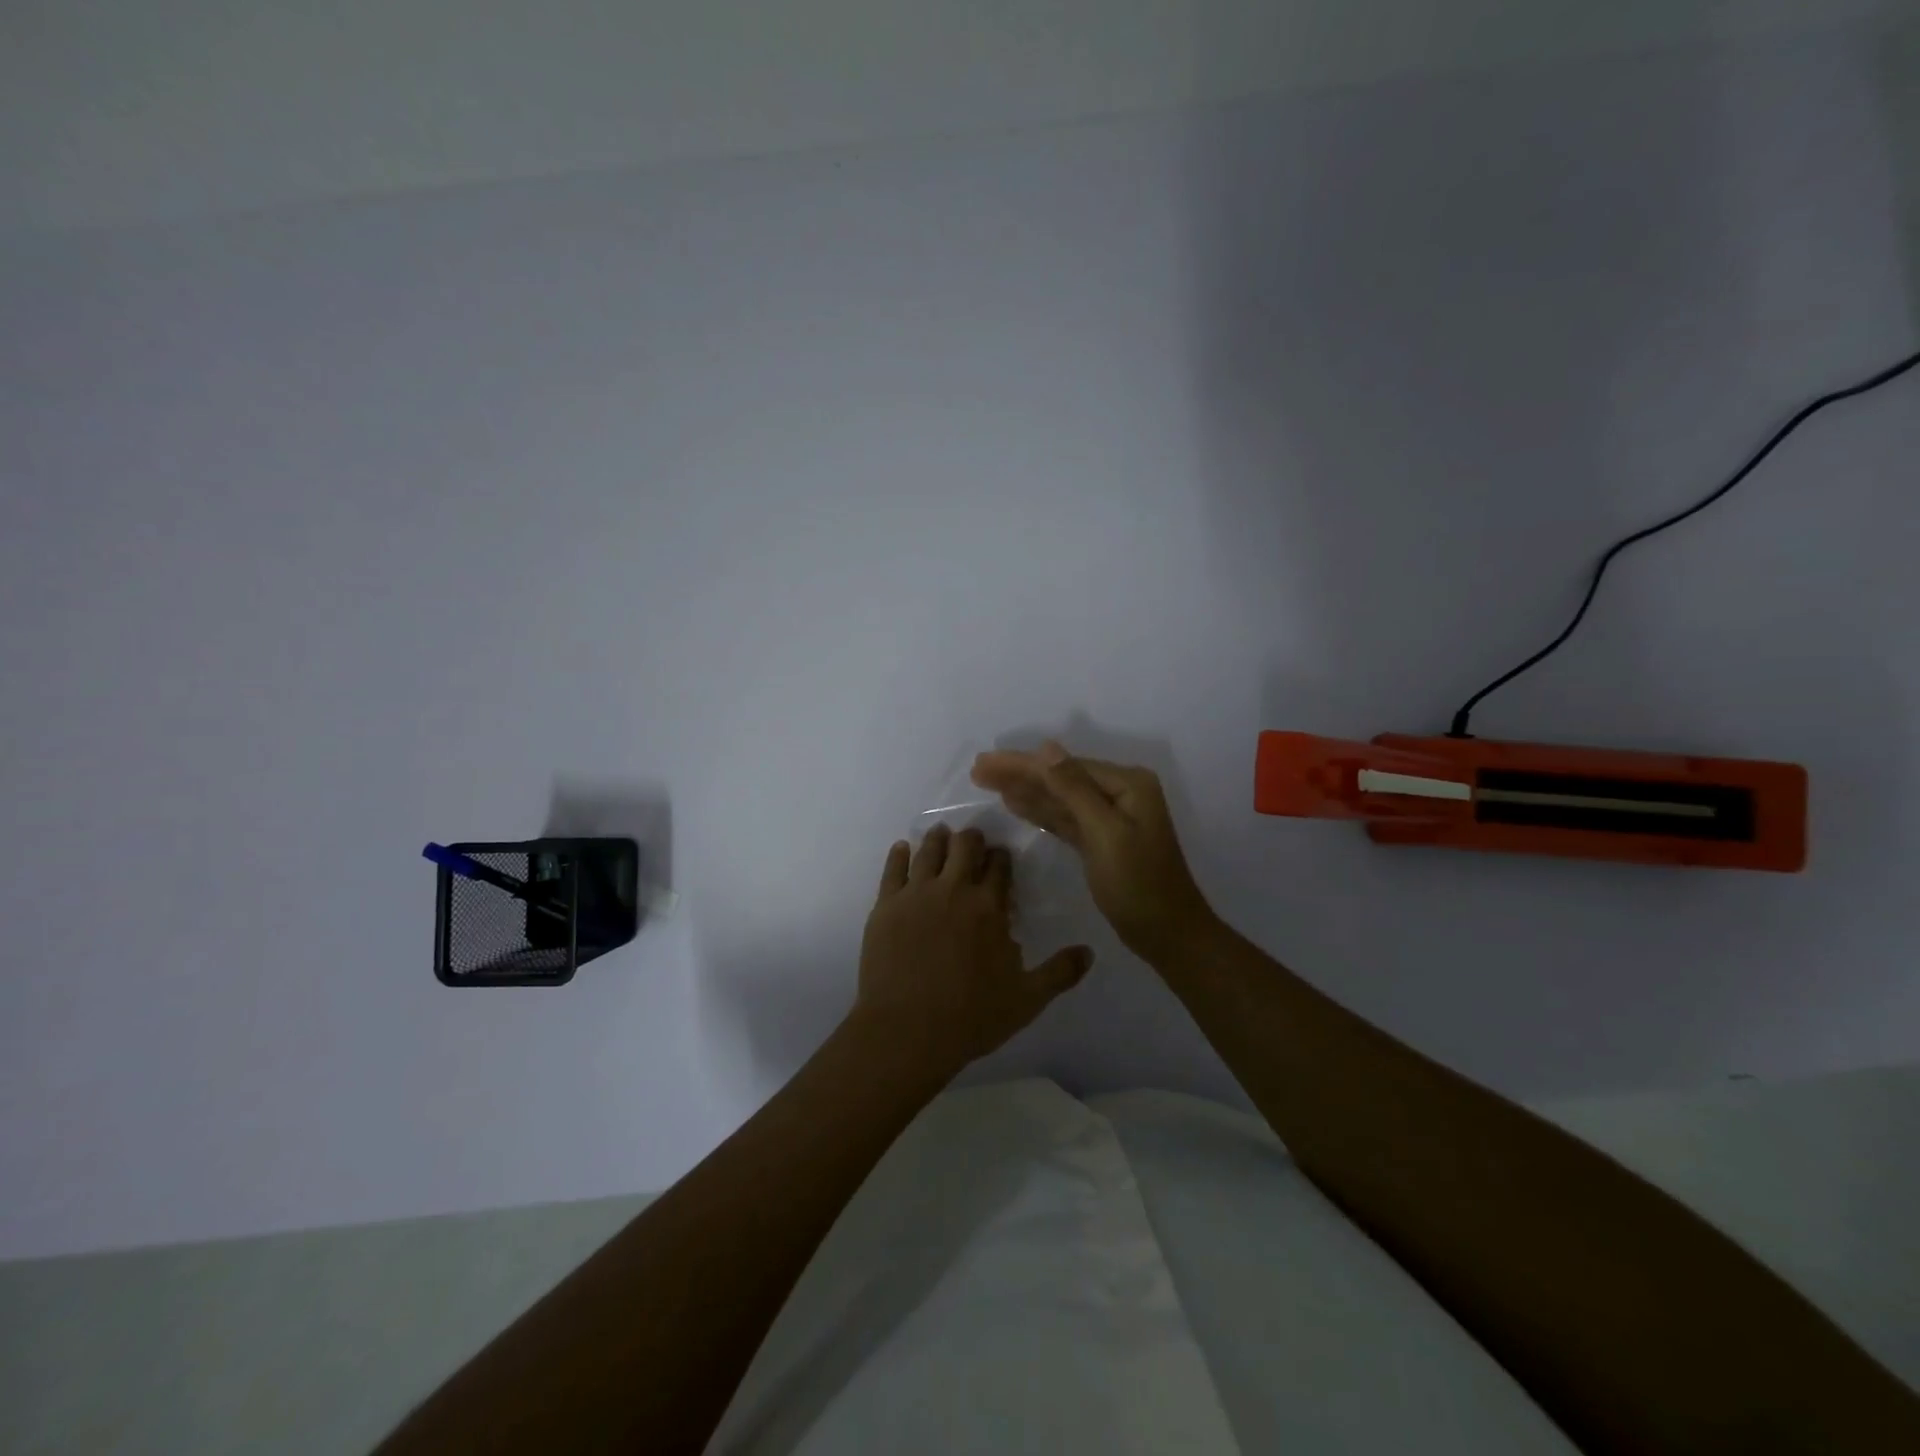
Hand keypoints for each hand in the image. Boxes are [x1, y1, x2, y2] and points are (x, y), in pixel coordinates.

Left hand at [854, 825, 1093, 1069]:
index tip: (1001, 856)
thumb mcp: (1026, 1000)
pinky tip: (903, 848)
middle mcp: (953, 890)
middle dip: (971, 840)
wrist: (906, 1031)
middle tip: (972, 842)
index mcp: (988, 907)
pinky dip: (899, 854)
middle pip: (964, 846)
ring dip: (938, 839)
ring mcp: (916, 894)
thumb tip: (1090, 952)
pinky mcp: (885, 906)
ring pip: (928, 850)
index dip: (1001, 857)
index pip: (999, 866)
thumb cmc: (970, 1017)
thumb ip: (1059, 973)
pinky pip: (892, 869)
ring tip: (941, 833)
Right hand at [970, 741, 1214, 962]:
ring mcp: (1111, 817)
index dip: (1022, 764)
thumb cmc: (1138, 884)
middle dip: (1020, 774)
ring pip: (1059, 798)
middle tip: (977, 770)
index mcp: (1127, 784)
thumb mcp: (1104, 833)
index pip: (1064, 766)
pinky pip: (1065, 819)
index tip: (983, 762)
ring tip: (987, 782)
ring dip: (1025, 790)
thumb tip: (1046, 747)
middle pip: (1060, 778)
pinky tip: (1015, 804)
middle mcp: (1120, 792)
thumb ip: (1074, 789)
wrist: (1168, 935)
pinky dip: (1041, 812)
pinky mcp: (1101, 840)